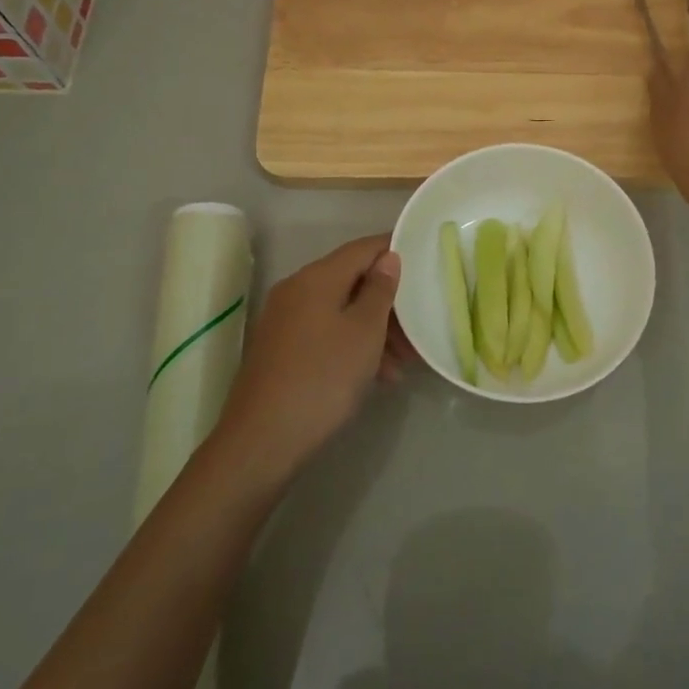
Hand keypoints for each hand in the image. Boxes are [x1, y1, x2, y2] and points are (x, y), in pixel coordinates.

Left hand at [217, 235, 402, 479]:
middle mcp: (296, 290)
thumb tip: (388, 257)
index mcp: (316, 278)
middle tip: (419, 327)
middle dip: (389, 302)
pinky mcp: (281, 349)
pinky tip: (377, 374)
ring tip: (404, 361)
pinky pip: (326, 332)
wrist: (262, 440)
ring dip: (375, 328)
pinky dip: (352, 343)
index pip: (362, 248)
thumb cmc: (323, 378)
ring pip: (341, 310)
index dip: (394, 250)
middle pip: (352, 280)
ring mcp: (285, 321)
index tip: (425, 263)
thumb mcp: (364, 332)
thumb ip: (380, 290)